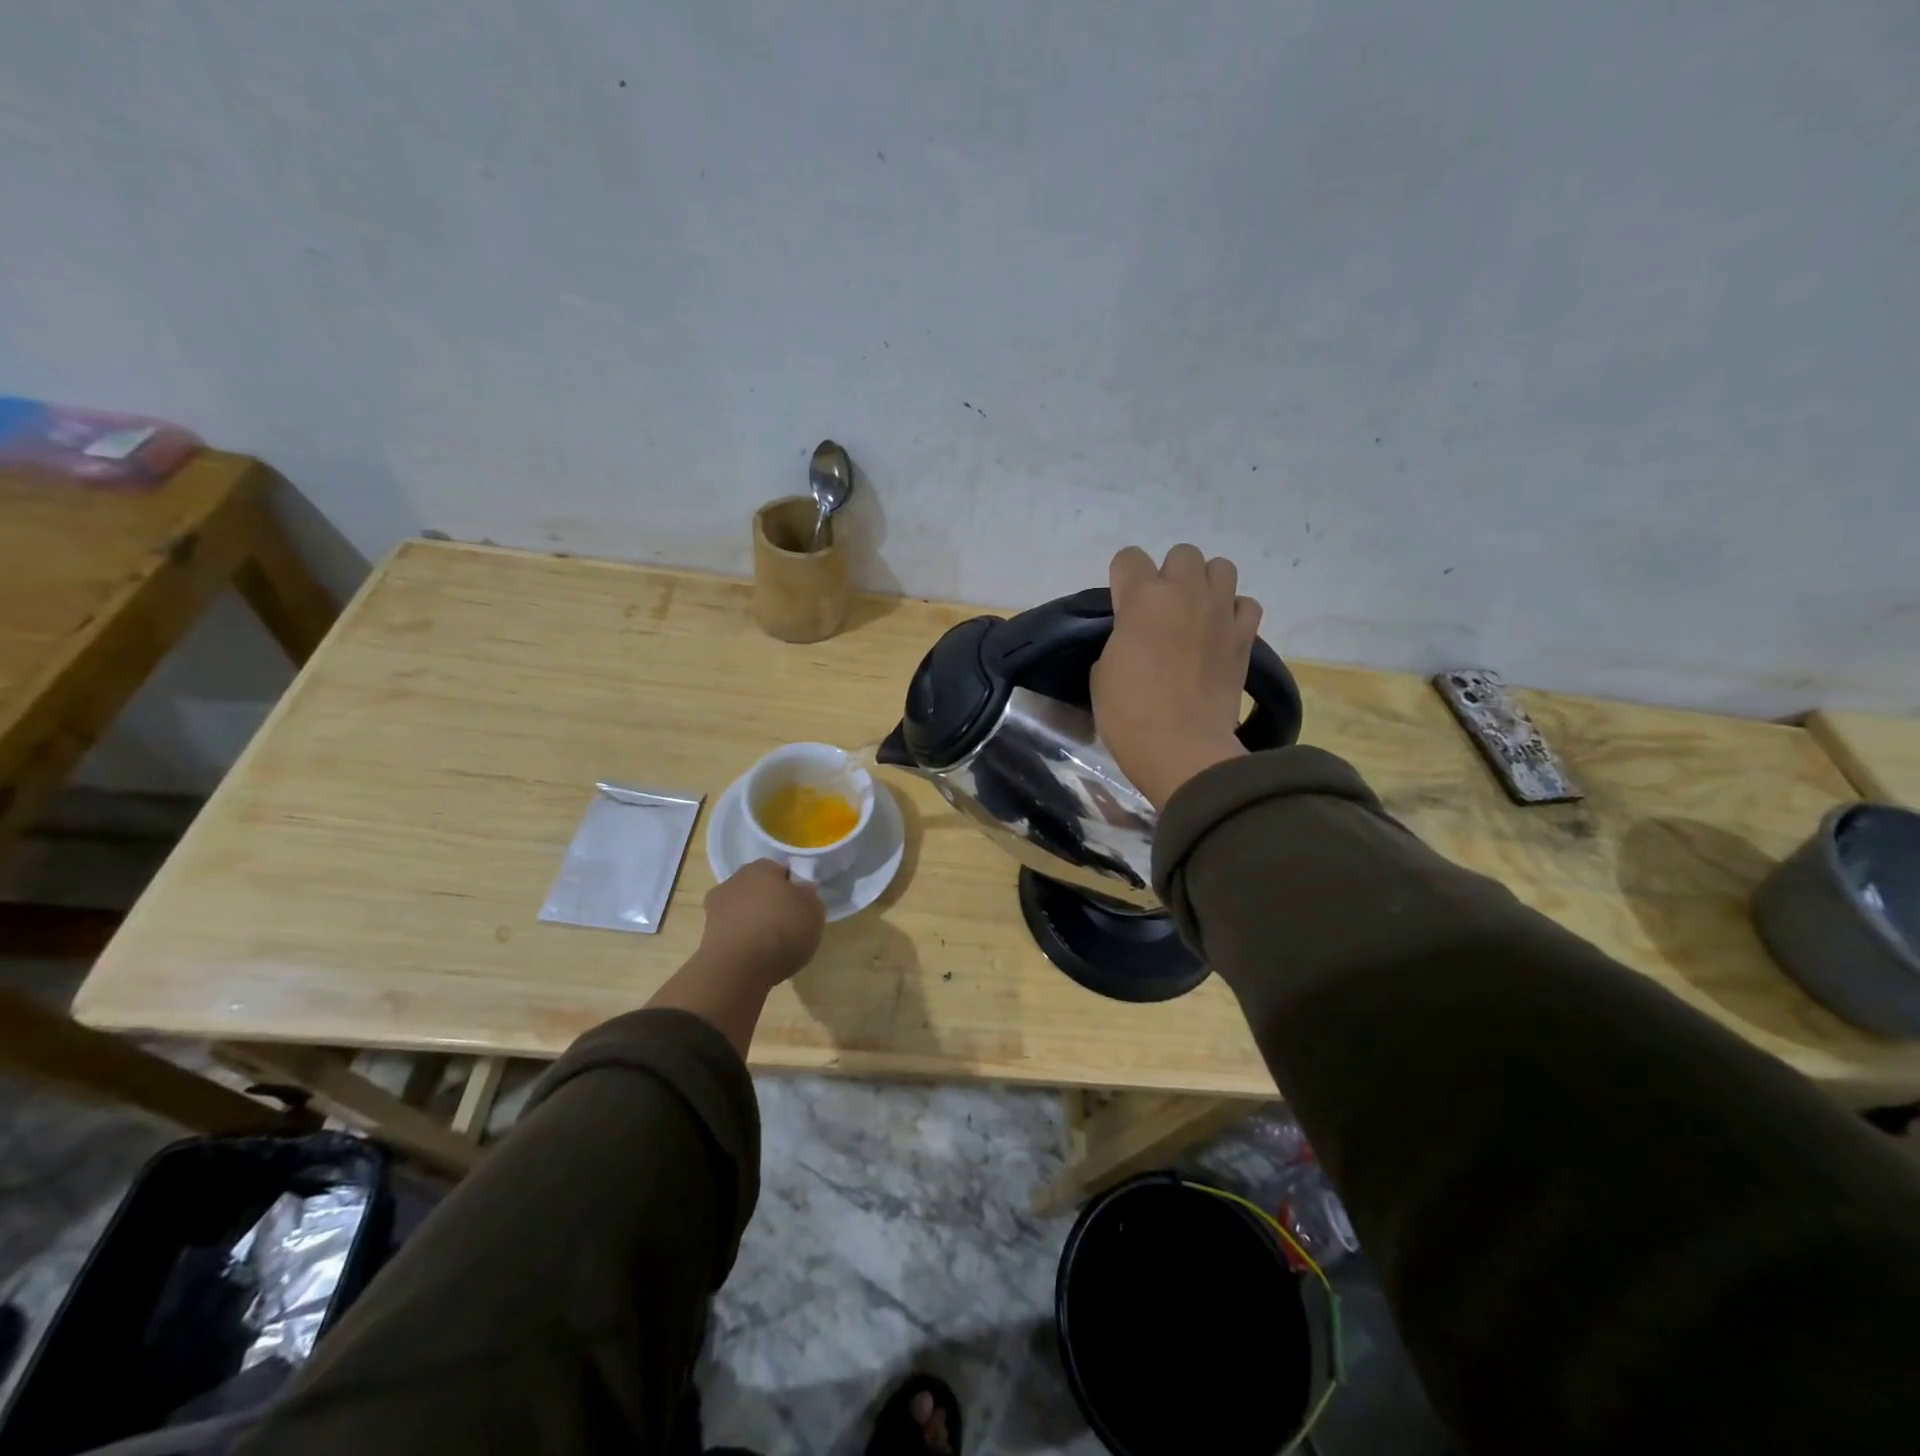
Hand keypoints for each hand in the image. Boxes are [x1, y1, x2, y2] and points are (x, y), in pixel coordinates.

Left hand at [695, 859, 824, 990]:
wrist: (738, 969)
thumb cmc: (782, 929)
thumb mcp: (814, 910)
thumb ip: (809, 896)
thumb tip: (802, 890)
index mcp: (761, 867)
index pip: (781, 871)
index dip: (793, 888)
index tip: (802, 906)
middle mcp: (734, 881)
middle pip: (758, 889)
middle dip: (771, 903)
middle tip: (788, 924)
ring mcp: (716, 909)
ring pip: (743, 911)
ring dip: (754, 923)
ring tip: (772, 946)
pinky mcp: (707, 937)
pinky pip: (733, 934)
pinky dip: (743, 942)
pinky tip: (756, 958)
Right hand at [1092, 544, 1263, 808]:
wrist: (1182, 748)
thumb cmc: (1129, 713)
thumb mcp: (1102, 673)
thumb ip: (1119, 640)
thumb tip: (1134, 639)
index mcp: (1141, 598)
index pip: (1129, 558)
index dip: (1122, 579)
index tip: (1121, 607)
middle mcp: (1184, 592)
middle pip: (1181, 554)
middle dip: (1169, 576)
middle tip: (1160, 611)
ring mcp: (1220, 612)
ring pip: (1221, 567)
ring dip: (1205, 584)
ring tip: (1195, 615)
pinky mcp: (1245, 636)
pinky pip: (1246, 604)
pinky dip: (1234, 613)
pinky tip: (1221, 634)